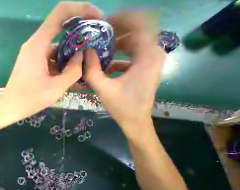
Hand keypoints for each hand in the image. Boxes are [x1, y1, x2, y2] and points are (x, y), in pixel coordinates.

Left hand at [0, 1, 103, 129]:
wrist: (10, 108)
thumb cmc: (30, 99)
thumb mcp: (55, 88)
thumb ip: (73, 71)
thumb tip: (82, 55)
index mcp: (38, 45)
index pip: (61, 13)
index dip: (82, 10)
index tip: (97, 19)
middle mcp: (34, 45)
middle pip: (59, 32)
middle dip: (78, 39)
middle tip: (92, 51)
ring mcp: (31, 55)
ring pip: (54, 49)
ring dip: (68, 56)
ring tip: (81, 69)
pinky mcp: (31, 64)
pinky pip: (48, 59)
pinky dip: (59, 65)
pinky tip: (66, 76)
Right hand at [84, 10, 165, 131]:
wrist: (135, 121)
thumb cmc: (121, 106)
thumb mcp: (104, 89)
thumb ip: (92, 71)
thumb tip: (86, 52)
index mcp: (147, 56)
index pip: (141, 22)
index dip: (122, 18)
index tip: (104, 23)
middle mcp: (154, 53)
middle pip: (138, 30)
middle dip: (118, 30)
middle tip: (98, 36)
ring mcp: (151, 61)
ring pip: (135, 42)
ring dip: (118, 43)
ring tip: (100, 48)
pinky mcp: (145, 68)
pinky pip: (133, 54)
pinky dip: (120, 54)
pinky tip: (107, 63)